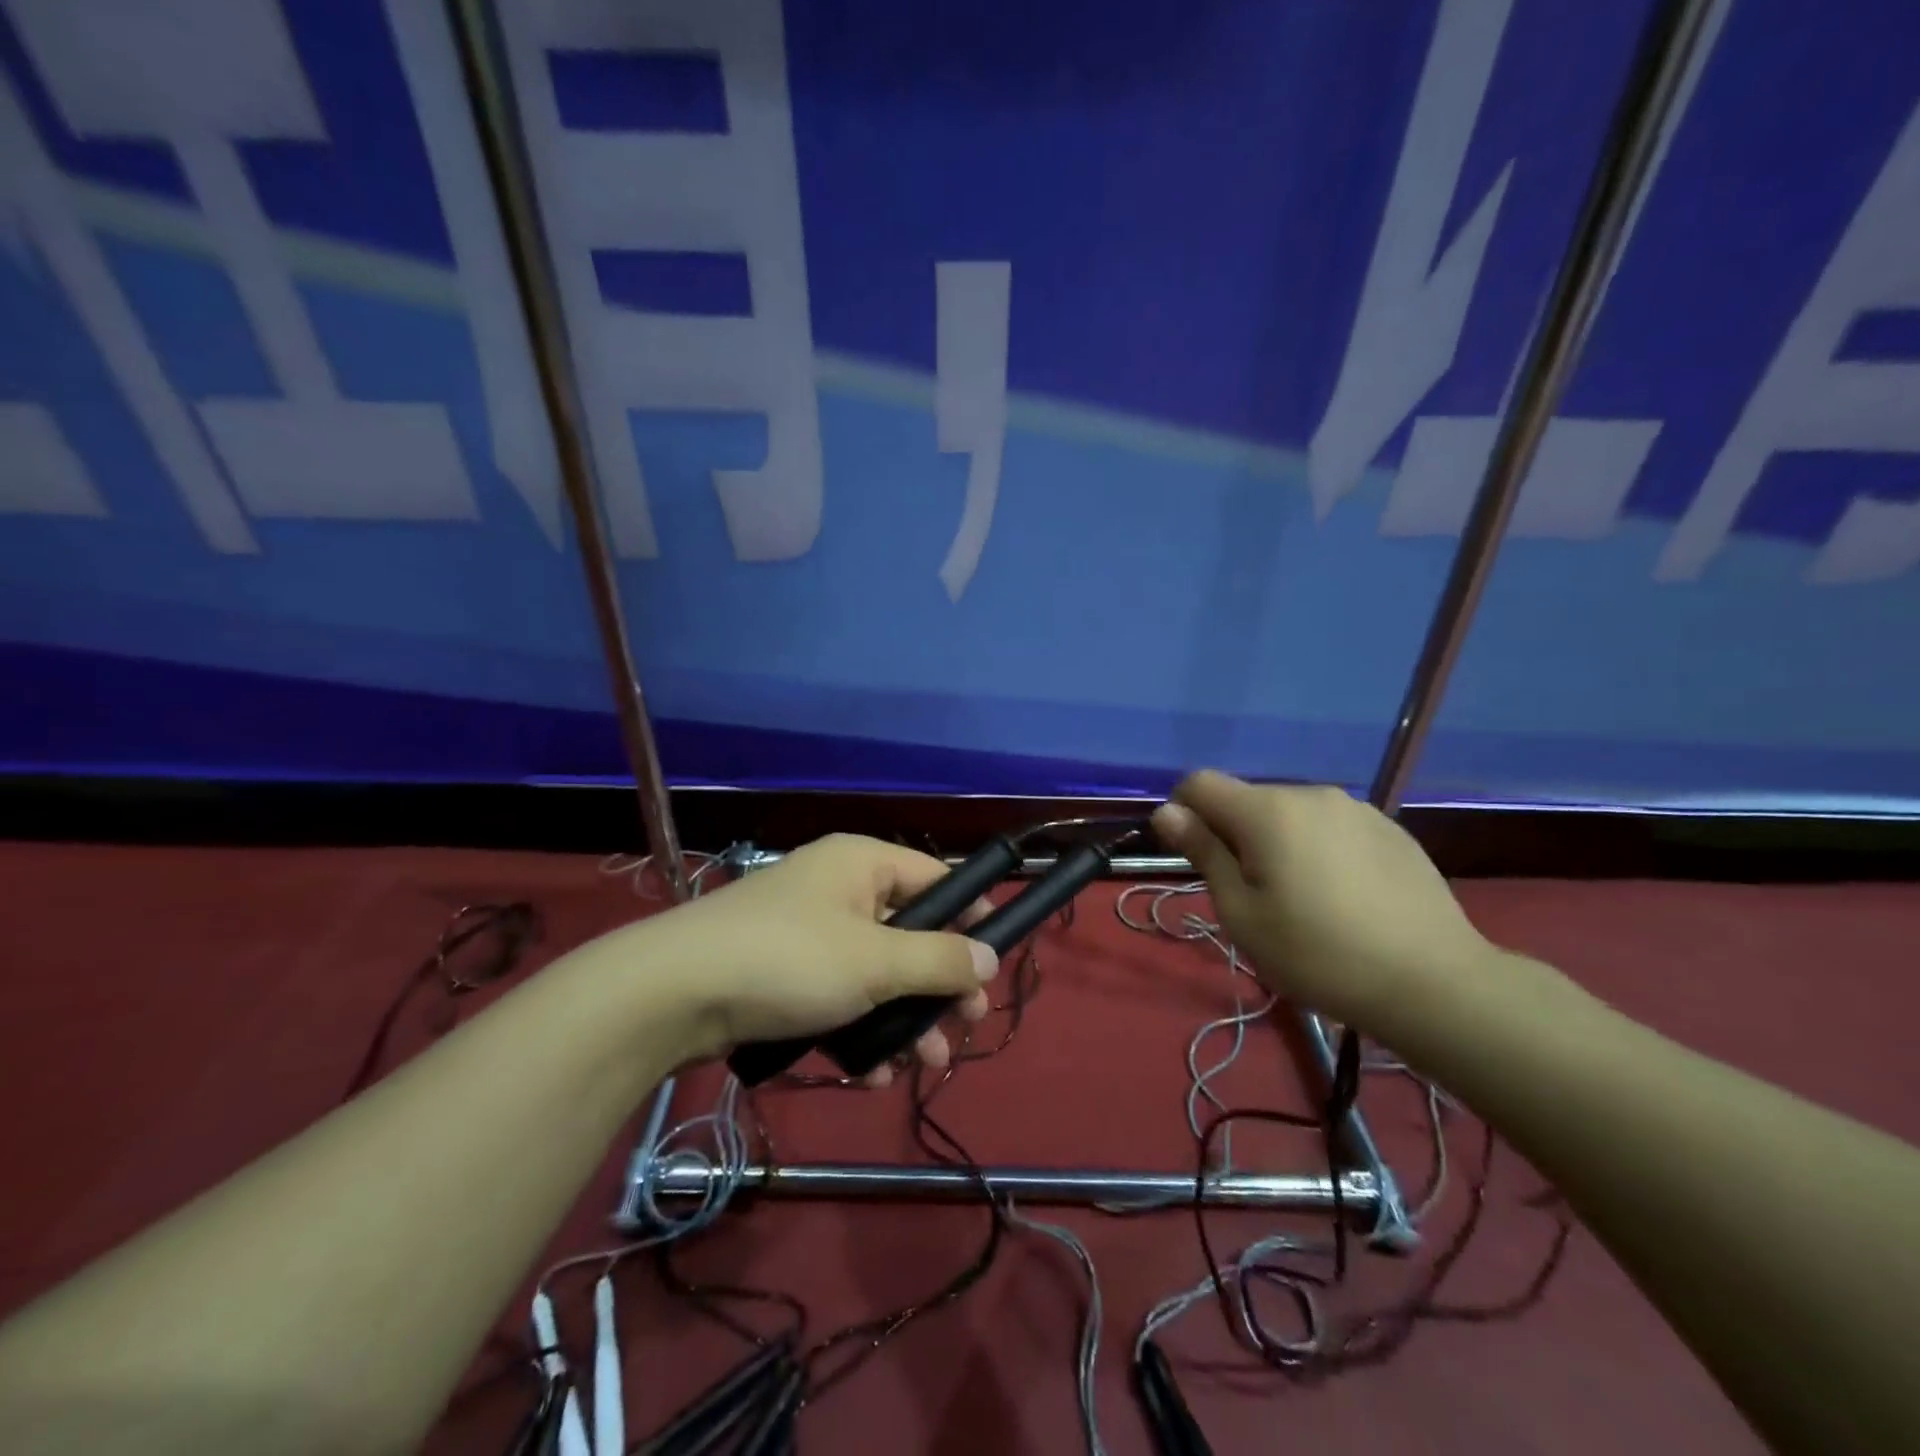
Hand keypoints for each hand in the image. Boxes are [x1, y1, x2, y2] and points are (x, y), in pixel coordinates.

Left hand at [617, 834, 998, 1078]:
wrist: (672, 994)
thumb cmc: (789, 959)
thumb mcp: (875, 961)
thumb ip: (938, 960)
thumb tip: (990, 958)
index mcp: (862, 864)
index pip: (936, 879)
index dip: (970, 917)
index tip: (991, 964)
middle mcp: (840, 890)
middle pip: (910, 933)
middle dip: (938, 986)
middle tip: (964, 1027)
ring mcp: (811, 935)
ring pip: (877, 974)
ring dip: (904, 1019)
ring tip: (922, 1066)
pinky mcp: (786, 976)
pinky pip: (841, 997)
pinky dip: (860, 1030)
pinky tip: (870, 1074)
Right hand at [1150, 770, 1498, 1035]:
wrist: (1434, 983)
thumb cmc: (1318, 954)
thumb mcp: (1241, 913)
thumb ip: (1203, 853)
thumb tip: (1167, 811)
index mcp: (1267, 811)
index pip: (1200, 783)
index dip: (1184, 812)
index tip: (1196, 858)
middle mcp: (1310, 794)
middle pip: (1247, 800)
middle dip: (1234, 834)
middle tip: (1252, 895)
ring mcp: (1356, 808)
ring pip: (1290, 814)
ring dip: (1277, 842)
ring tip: (1302, 898)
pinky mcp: (1390, 828)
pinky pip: (1331, 826)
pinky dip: (1318, 848)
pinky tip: (1343, 896)